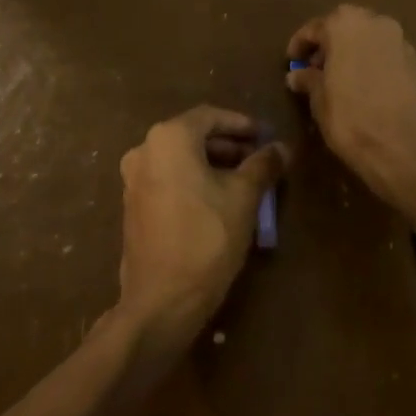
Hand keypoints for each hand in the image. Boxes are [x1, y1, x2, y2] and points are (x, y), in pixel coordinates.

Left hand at [116, 106, 287, 343]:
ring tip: (246, 180)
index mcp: (169, 138)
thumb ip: (263, 165)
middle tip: (260, 158)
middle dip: (229, 145)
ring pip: (181, 159)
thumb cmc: (207, 237)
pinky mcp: (133, 205)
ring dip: (213, 163)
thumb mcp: (244, 197)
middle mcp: (145, 150)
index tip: (267, 136)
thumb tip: (282, 147)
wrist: (162, 299)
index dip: (243, 124)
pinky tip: (219, 199)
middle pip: (194, 135)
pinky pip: (169, 178)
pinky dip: (195, 180)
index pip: (211, 116)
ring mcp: (134, 179)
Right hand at [286, 5, 415, 208]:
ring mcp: (400, 40)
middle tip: (315, 68)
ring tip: (338, 79)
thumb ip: (308, 80)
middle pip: (345, 27)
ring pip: (367, 38)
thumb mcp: (319, 100)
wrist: (407, 147)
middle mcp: (375, 22)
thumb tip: (297, 75)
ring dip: (352, 52)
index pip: (315, 28)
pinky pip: (385, 54)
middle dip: (329, 44)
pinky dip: (371, 62)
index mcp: (345, 24)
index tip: (291, 62)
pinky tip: (362, 86)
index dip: (300, 45)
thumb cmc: (352, 118)